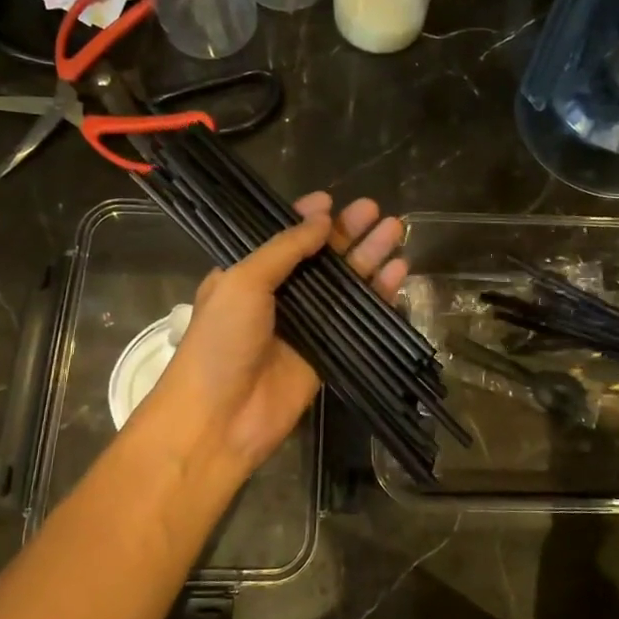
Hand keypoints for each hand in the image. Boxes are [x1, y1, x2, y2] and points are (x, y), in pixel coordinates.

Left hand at [137, 192, 406, 490]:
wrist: (219, 418)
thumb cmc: (221, 341)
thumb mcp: (242, 282)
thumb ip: (285, 249)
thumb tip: (323, 218)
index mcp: (248, 274)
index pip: (282, 238)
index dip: (306, 218)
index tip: (331, 200)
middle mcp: (279, 295)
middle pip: (321, 257)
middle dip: (348, 232)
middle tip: (376, 209)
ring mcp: (306, 324)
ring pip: (344, 284)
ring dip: (369, 257)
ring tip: (396, 230)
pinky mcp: (329, 352)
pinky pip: (358, 318)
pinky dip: (379, 295)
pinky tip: (399, 271)